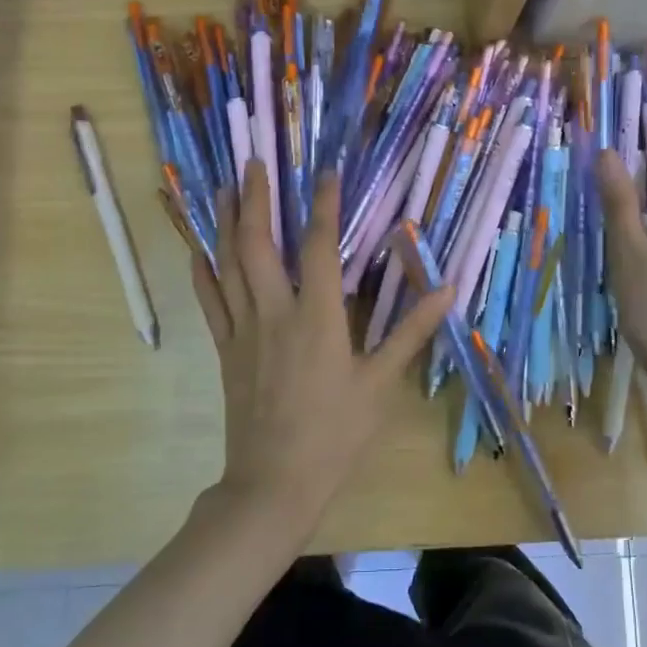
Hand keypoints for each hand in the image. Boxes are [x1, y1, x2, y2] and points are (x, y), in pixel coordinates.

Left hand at [189, 160, 452, 542]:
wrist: (274, 482)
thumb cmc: (335, 433)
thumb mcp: (381, 384)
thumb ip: (412, 332)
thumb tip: (448, 290)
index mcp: (317, 318)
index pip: (319, 247)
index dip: (324, 205)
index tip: (327, 172)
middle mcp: (274, 312)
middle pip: (257, 244)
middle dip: (254, 199)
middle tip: (253, 163)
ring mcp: (243, 330)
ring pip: (227, 265)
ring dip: (223, 223)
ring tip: (222, 188)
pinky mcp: (225, 349)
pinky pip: (210, 301)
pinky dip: (203, 271)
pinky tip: (198, 250)